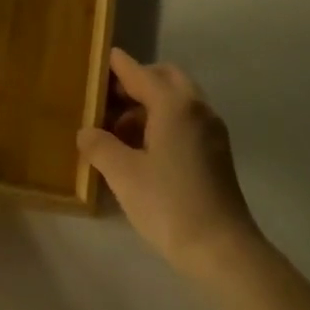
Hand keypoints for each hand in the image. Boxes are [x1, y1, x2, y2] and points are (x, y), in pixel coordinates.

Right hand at [78, 49, 259, 281]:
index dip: (116, 65)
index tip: (97, 58)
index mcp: (174, 105)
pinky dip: (162, 121)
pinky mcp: (216, 151)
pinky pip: (185, 120)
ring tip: (117, 131)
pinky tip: (141, 149)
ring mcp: (211, 130)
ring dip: (148, 105)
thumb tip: (86, 132)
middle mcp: (197, 108)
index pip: (139, 72)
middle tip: (106, 100)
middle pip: (164, 78)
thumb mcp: (123, 174)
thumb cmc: (169, 204)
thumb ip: (99, 145)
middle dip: (135, 83)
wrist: (222, 250)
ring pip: (177, 100)